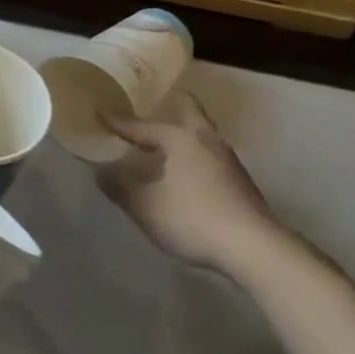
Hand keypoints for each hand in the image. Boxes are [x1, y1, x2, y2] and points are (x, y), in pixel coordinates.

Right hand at [102, 91, 278, 271]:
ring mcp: (229, 161)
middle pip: (189, 110)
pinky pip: (210, 157)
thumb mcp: (145, 206)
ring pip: (202, 135)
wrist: (255, 249)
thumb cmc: (192, 218)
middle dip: (170, 105)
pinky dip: (194, 156)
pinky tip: (186, 173)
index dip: (118, 122)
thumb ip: (119, 187)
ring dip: (183, 134)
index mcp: (179, 138)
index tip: (100, 111)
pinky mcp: (241, 183)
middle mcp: (206, 140)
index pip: (142, 126)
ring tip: (164, 143)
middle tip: (153, 104)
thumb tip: (99, 171)